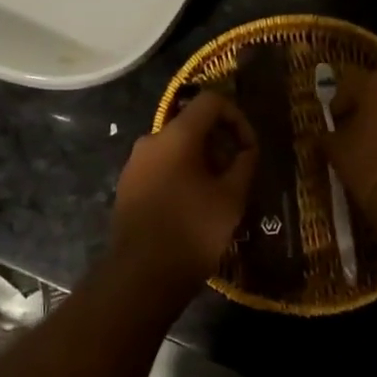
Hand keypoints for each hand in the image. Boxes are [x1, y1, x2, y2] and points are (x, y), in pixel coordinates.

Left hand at [110, 90, 258, 292]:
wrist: (141, 275)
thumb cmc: (193, 231)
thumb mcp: (232, 197)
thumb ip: (244, 163)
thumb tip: (246, 148)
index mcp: (176, 135)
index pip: (211, 101)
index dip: (237, 117)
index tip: (248, 148)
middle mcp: (150, 140)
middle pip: (191, 124)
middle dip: (219, 142)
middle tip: (236, 173)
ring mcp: (134, 163)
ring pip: (175, 147)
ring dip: (201, 160)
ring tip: (218, 192)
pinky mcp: (127, 185)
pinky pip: (160, 166)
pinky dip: (181, 174)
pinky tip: (192, 205)